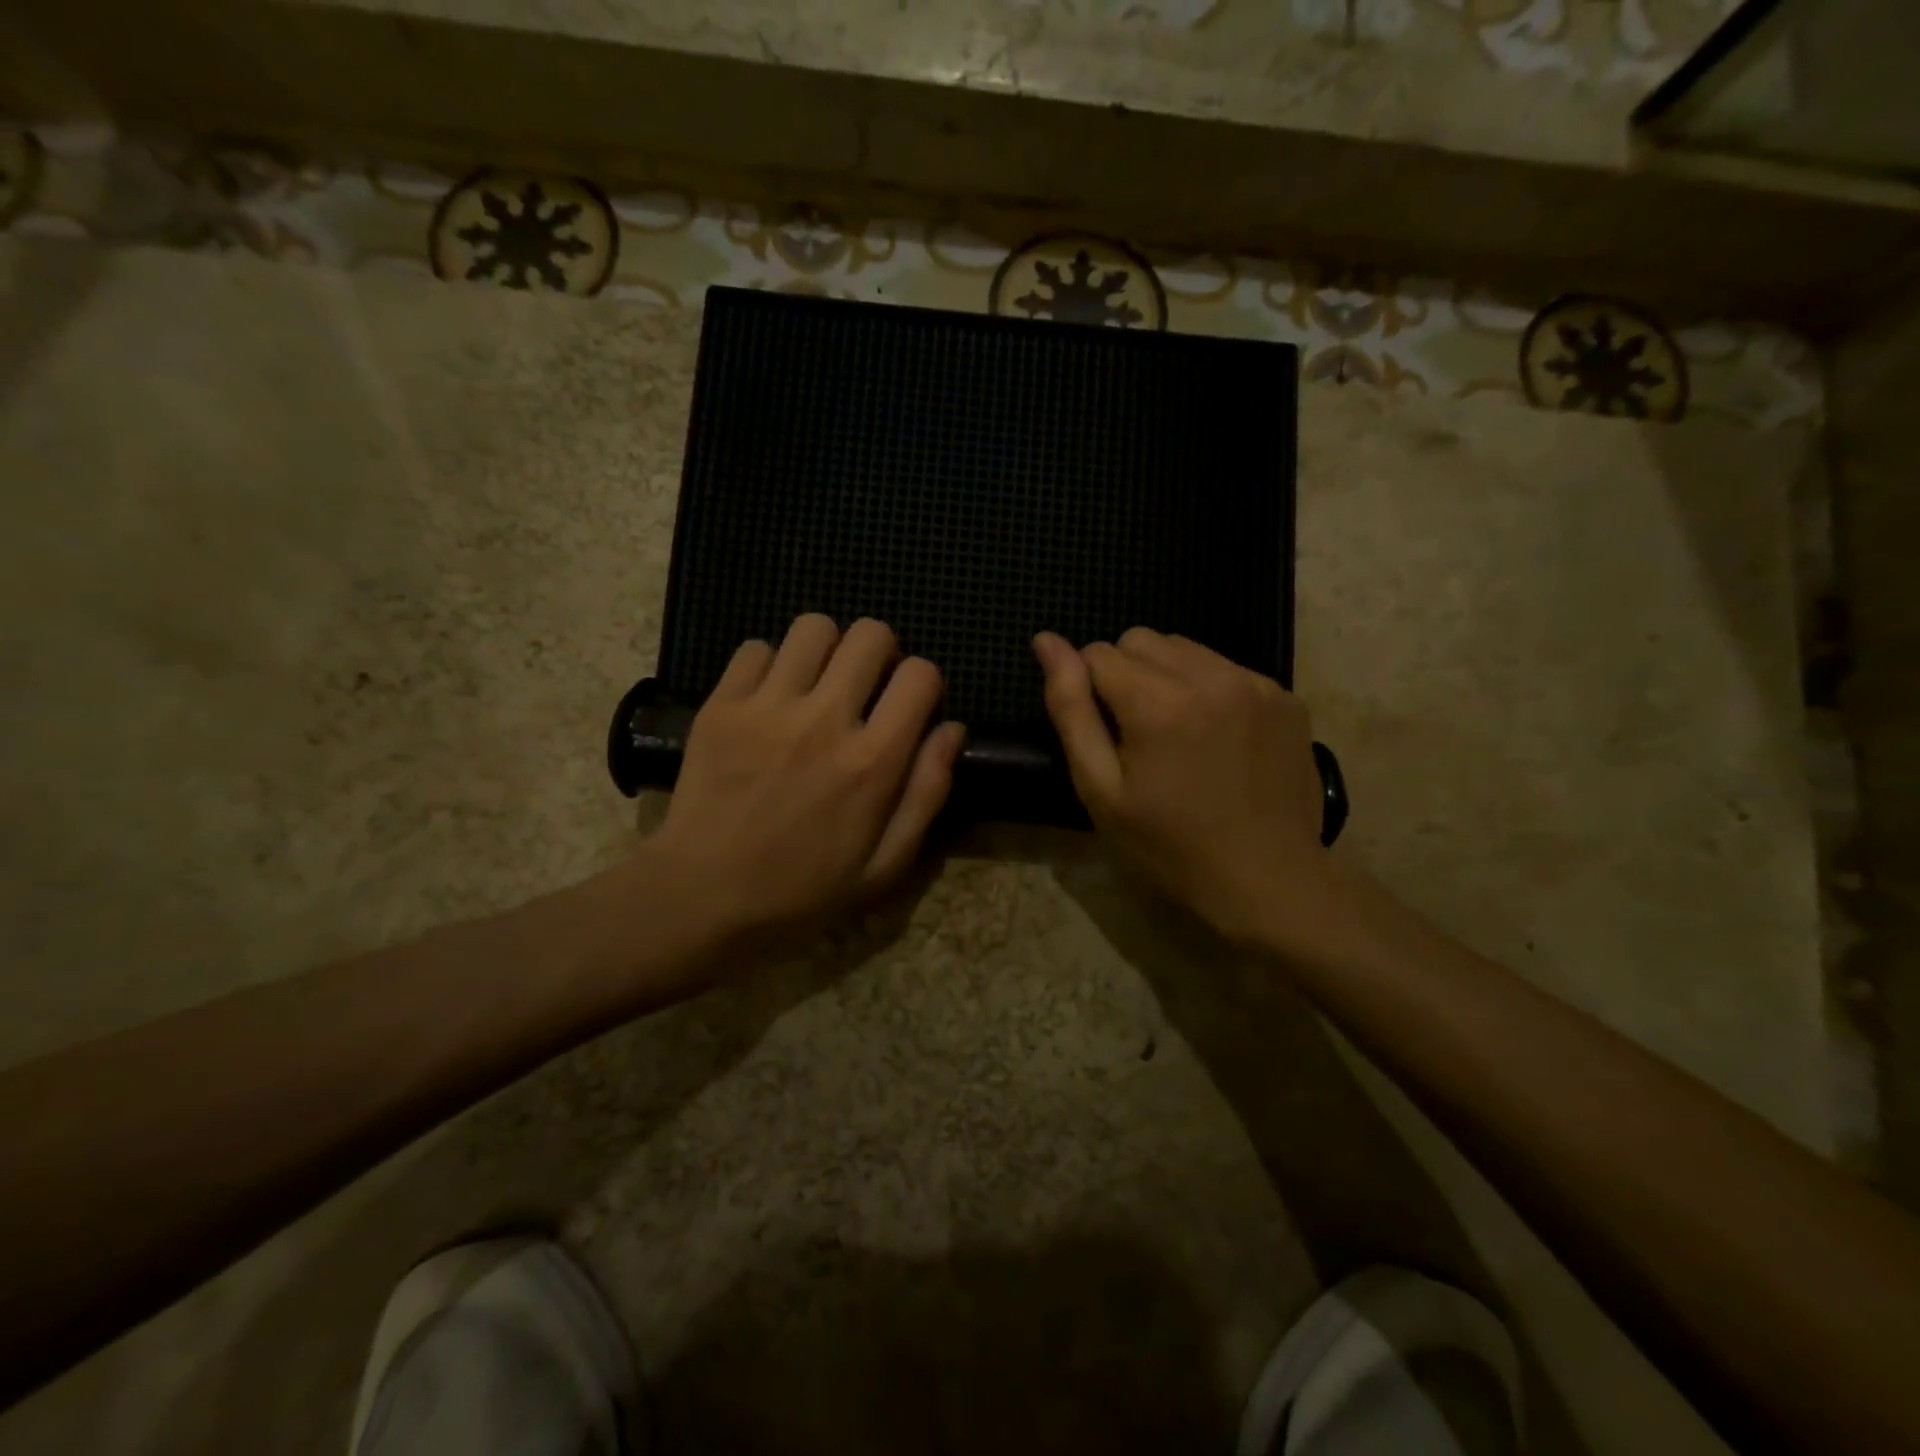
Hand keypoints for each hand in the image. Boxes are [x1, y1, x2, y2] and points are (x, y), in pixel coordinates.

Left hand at [646, 615, 964, 946]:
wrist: (701, 897)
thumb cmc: (802, 891)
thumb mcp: (885, 866)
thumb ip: (927, 793)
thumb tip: (951, 729)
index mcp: (873, 761)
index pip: (921, 674)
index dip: (924, 682)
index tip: (909, 706)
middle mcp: (825, 720)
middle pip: (871, 634)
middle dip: (880, 653)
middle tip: (864, 687)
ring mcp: (768, 707)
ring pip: (814, 627)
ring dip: (826, 650)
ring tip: (816, 684)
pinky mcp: (721, 705)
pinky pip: (756, 648)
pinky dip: (770, 666)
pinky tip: (768, 700)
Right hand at [1033, 628, 1332, 946]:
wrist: (1268, 880)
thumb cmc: (1169, 846)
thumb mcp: (1101, 789)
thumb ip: (1070, 709)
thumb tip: (1045, 641)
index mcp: (1158, 703)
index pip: (1098, 653)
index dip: (1089, 691)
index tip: (1106, 737)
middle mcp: (1209, 676)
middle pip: (1140, 640)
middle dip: (1126, 675)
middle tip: (1138, 735)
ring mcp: (1254, 683)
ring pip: (1184, 648)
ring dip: (1167, 676)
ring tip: (1178, 733)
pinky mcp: (1284, 696)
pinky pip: (1226, 668)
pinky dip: (1209, 689)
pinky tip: (1218, 737)